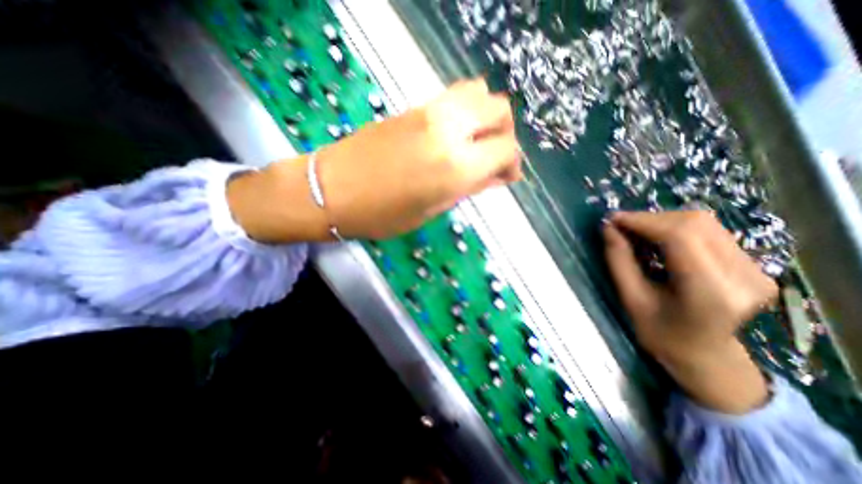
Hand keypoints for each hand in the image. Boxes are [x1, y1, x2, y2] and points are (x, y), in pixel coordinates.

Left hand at [316, 80, 518, 239]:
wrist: (331, 189)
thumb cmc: (382, 214)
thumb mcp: (432, 209)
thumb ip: (468, 188)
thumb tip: (496, 177)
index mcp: (456, 166)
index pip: (506, 149)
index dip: (513, 164)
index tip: (507, 177)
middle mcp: (449, 130)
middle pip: (499, 110)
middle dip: (505, 134)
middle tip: (494, 157)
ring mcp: (430, 112)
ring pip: (479, 93)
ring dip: (487, 116)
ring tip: (477, 142)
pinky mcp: (414, 106)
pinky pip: (454, 96)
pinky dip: (466, 110)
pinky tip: (455, 133)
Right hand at [601, 212, 778, 411]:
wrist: (704, 355)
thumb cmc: (660, 333)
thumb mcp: (630, 298)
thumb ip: (618, 260)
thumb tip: (608, 228)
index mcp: (711, 293)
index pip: (680, 236)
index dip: (642, 221)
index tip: (612, 219)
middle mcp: (744, 277)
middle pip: (694, 223)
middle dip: (650, 219)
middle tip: (620, 226)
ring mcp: (756, 269)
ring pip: (703, 222)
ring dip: (661, 221)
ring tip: (635, 231)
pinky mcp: (753, 264)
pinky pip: (709, 231)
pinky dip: (675, 228)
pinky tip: (657, 238)